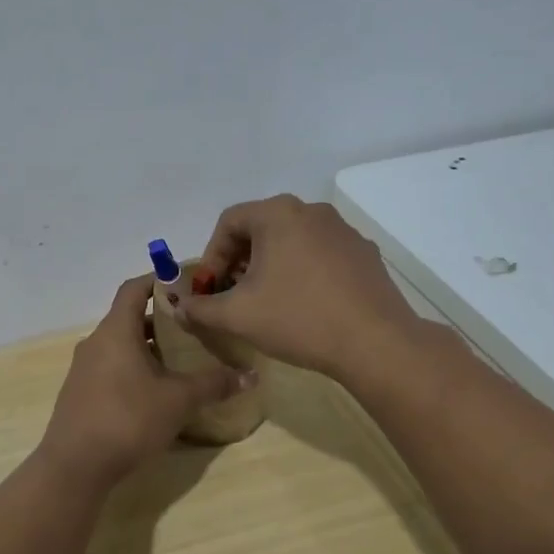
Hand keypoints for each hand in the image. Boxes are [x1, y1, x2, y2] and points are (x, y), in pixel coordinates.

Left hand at [38, 274, 253, 488]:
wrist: (75, 465)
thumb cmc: (128, 419)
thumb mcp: (178, 400)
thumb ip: (214, 384)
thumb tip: (251, 375)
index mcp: (116, 331)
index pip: (134, 289)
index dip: (158, 280)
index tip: (185, 283)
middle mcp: (96, 342)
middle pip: (129, 318)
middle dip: (160, 320)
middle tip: (193, 327)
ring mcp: (84, 369)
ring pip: (120, 346)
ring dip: (148, 348)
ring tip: (180, 360)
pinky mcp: (81, 394)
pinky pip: (111, 368)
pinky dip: (134, 369)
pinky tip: (155, 392)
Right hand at [178, 195, 420, 380]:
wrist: (375, 342)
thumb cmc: (298, 319)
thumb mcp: (237, 316)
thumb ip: (200, 308)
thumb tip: (178, 308)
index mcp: (278, 214)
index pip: (229, 222)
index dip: (210, 257)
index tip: (209, 290)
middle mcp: (312, 211)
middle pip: (261, 229)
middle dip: (239, 262)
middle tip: (232, 296)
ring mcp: (343, 231)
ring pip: (292, 241)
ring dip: (271, 267)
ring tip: (267, 302)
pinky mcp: (364, 253)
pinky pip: (321, 255)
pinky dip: (302, 272)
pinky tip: (305, 306)